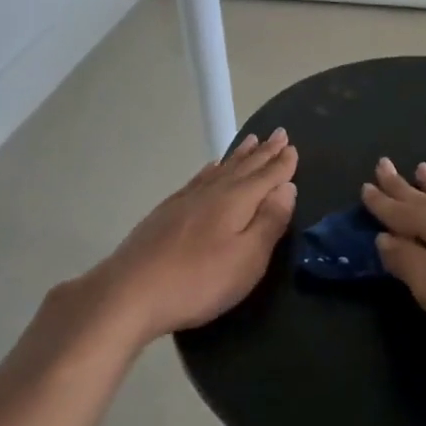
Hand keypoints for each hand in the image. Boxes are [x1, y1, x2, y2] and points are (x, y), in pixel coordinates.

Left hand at [91, 128, 298, 345]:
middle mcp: (212, 192)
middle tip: (279, 134)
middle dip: (263, 152)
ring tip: (251, 142)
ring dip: (239, 156)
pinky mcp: (166, 212)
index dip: (282, 164)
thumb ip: (269, 221)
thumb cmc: (199, 281)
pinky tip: (211, 169)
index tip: (293, 147)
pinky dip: (210, 170)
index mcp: (236, 201)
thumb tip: (286, 187)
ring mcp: (185, 200)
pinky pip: (198, 179)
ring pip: (220, 170)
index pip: (266, 176)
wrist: (131, 291)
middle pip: (243, 167)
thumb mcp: (248, 259)